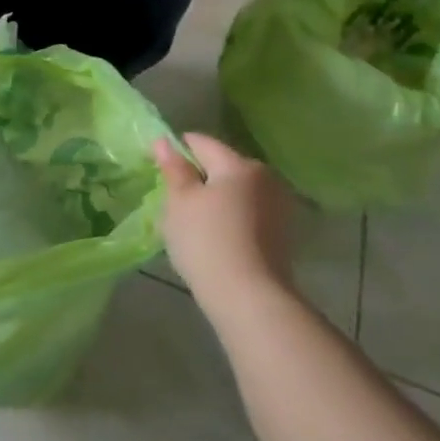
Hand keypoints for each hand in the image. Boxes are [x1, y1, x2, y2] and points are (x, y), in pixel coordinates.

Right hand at [154, 133, 298, 306]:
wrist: (250, 299)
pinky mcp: (282, 235)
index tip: (157, 166)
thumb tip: (164, 141)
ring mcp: (278, 208)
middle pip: (222, 166)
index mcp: (240, 165)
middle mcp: (266, 179)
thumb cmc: (207, 241)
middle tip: (172, 198)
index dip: (176, 150)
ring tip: (191, 221)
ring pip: (235, 191)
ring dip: (214, 199)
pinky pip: (247, 213)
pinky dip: (229, 217)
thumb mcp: (180, 200)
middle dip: (197, 176)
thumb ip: (173, 168)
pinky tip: (213, 237)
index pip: (201, 143)